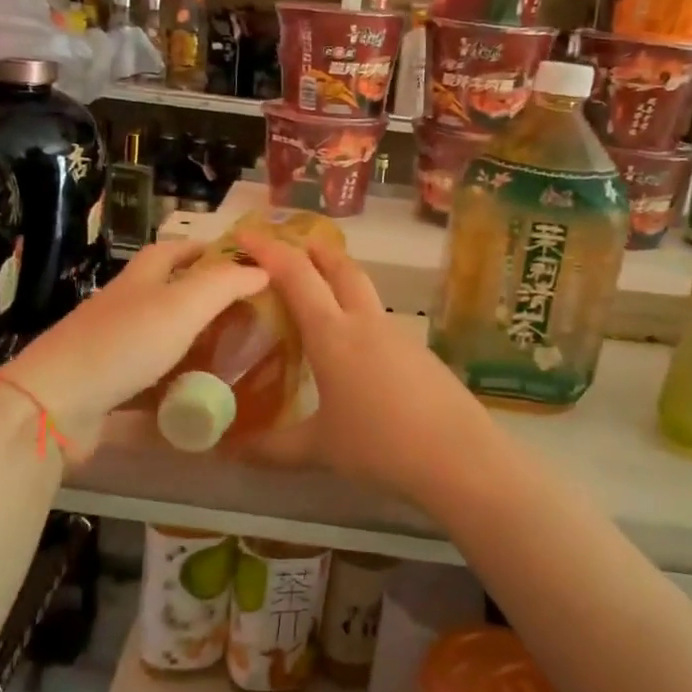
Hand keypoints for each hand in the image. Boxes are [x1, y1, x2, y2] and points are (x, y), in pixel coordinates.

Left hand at [0, 241, 267, 460]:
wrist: (55, 404)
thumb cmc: (123, 344)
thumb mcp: (182, 305)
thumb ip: (224, 285)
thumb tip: (263, 269)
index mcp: (139, 279)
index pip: (173, 250)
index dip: (205, 248)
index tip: (241, 260)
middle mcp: (124, 307)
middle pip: (166, 293)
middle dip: (203, 298)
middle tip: (246, 314)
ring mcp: (111, 348)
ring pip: (159, 338)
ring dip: (191, 342)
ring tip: (232, 354)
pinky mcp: (106, 387)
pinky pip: (149, 381)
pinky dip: (174, 384)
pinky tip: (198, 397)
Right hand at [235, 230, 499, 499]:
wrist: (459, 457)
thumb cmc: (380, 445)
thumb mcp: (319, 449)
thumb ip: (272, 448)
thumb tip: (232, 451)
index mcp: (332, 334)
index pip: (296, 276)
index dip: (269, 250)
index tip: (246, 234)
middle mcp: (365, 323)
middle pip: (341, 269)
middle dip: (315, 251)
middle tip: (295, 245)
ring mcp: (399, 335)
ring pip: (365, 293)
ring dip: (341, 281)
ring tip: (322, 297)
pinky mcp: (421, 354)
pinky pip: (382, 323)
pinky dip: (361, 317)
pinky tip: (358, 350)